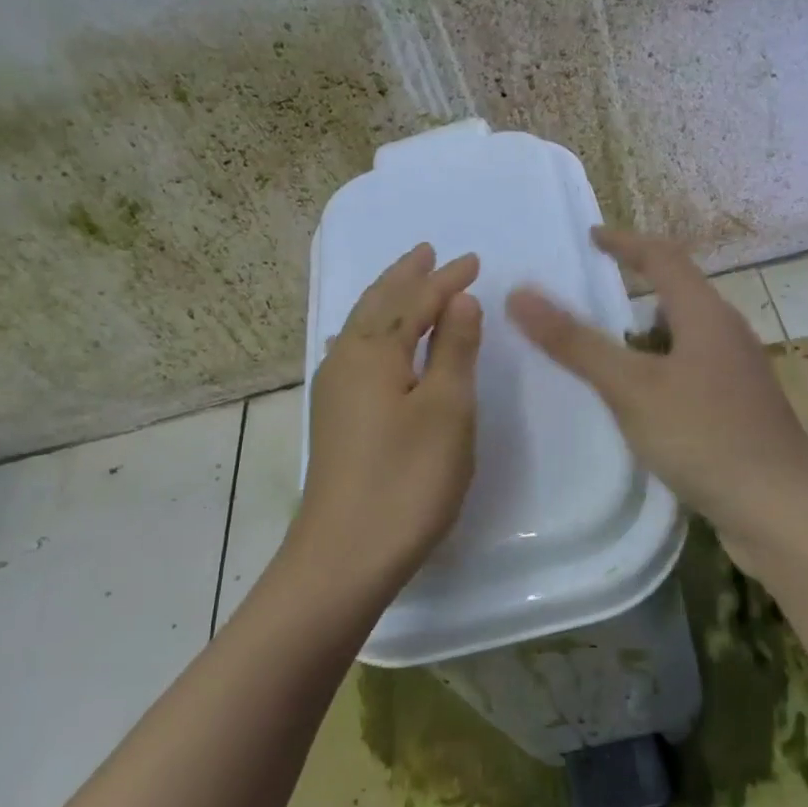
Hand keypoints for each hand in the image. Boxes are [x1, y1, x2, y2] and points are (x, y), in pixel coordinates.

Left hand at [289, 243, 482, 607]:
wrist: (346, 554)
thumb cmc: (407, 479)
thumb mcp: (446, 410)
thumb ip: (454, 350)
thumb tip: (458, 301)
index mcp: (373, 352)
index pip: (415, 301)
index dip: (446, 280)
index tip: (474, 261)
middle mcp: (345, 361)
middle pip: (377, 304)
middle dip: (405, 277)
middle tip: (427, 252)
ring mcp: (333, 392)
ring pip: (361, 328)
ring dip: (387, 301)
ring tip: (405, 284)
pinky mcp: (333, 419)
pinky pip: (354, 353)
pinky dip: (372, 332)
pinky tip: (369, 342)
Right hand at [507, 228, 807, 585]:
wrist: (780, 509)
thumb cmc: (705, 437)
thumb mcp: (632, 388)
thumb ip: (576, 343)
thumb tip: (520, 293)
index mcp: (706, 315)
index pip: (663, 257)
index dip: (625, 242)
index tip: (591, 237)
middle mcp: (727, 336)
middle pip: (678, 296)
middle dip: (634, 290)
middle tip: (590, 298)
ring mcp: (737, 376)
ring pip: (684, 339)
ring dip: (645, 337)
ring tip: (604, 353)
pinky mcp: (738, 411)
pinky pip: (689, 374)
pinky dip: (658, 373)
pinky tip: (639, 404)